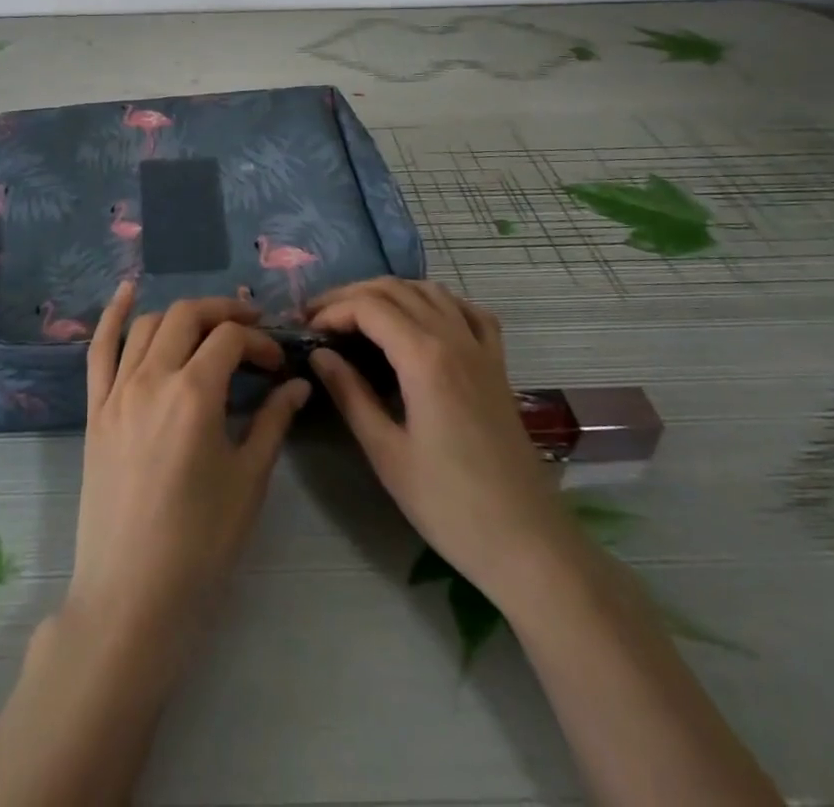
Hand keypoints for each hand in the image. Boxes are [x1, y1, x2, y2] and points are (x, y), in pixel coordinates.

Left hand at [62, 282, 310, 665]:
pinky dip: (113, 315)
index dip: (259, 342)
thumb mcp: (248, 480)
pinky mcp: (95, 410)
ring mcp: (116, 391)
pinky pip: (98, 349)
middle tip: (251, 331)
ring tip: (208, 327)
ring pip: (149, 326)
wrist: (131, 595)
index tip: (277, 364)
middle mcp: (151, 378)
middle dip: (225, 313)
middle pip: (188, 316)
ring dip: (182, 316)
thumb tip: (298, 384)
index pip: (230, 340)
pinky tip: (127, 291)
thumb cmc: (200, 543)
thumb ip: (272, 421)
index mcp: (193, 393)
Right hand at [305, 279, 567, 590]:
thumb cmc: (450, 506)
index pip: (368, 307)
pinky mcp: (498, 366)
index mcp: (425, 358)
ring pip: (431, 291)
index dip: (332, 311)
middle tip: (319, 318)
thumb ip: (350, 395)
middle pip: (396, 289)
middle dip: (351, 295)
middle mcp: (454, 339)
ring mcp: (482, 349)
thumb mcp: (387, 453)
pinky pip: (468, 312)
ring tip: (359, 314)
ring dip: (390, 292)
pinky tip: (422, 319)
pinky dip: (438, 302)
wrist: (528, 544)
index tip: (305, 331)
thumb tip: (320, 355)